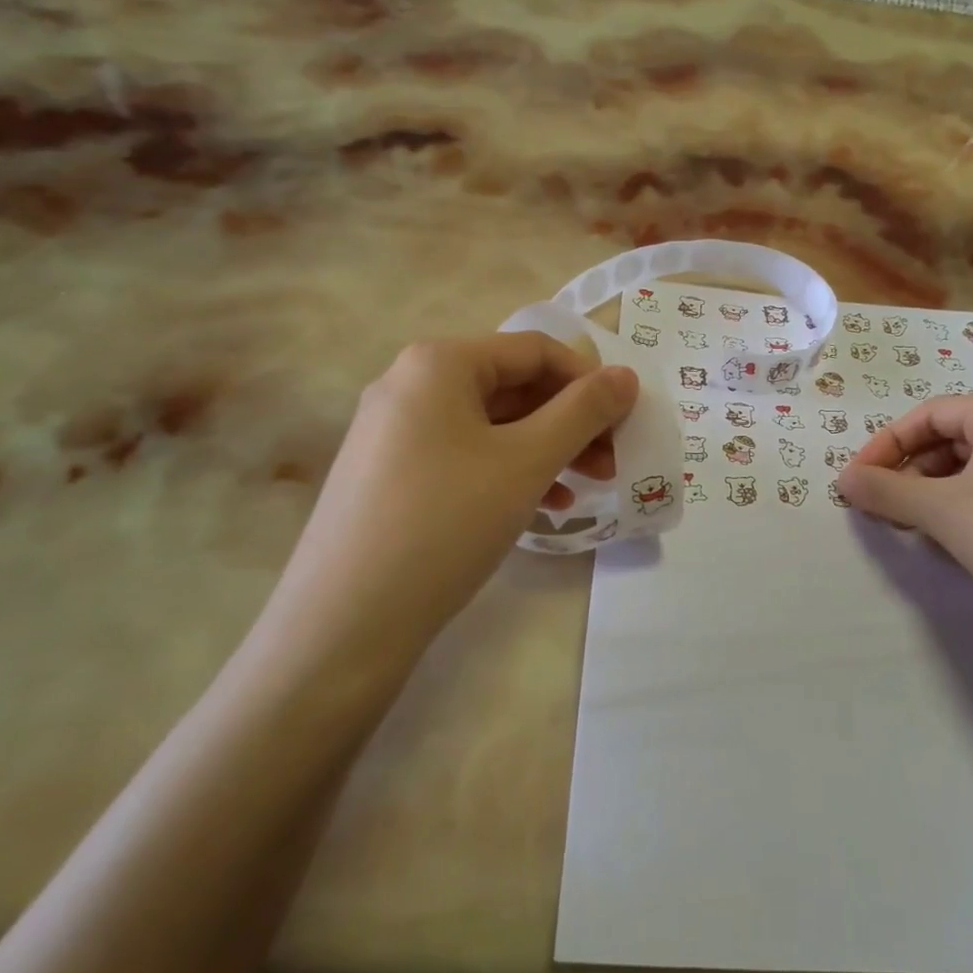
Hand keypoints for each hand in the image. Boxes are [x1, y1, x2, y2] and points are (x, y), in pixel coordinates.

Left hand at [257, 333, 636, 663]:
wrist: (345, 621)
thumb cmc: (446, 522)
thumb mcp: (527, 461)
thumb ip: (583, 412)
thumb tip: (627, 376)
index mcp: (439, 362)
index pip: (536, 350)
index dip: (590, 381)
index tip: (626, 422)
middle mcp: (410, 383)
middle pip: (513, 386)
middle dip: (571, 421)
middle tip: (612, 462)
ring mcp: (394, 430)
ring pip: (492, 425)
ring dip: (547, 449)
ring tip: (585, 488)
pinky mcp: (390, 474)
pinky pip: (465, 455)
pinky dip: (509, 472)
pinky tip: (541, 507)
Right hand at [840, 396, 972, 635]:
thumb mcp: (939, 509)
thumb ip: (885, 489)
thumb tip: (842, 480)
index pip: (929, 414)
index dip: (887, 443)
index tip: (857, 477)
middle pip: (947, 440)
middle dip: (906, 470)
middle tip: (879, 504)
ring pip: (965, 470)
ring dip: (927, 493)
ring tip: (906, 525)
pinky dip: (955, 509)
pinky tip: (943, 540)